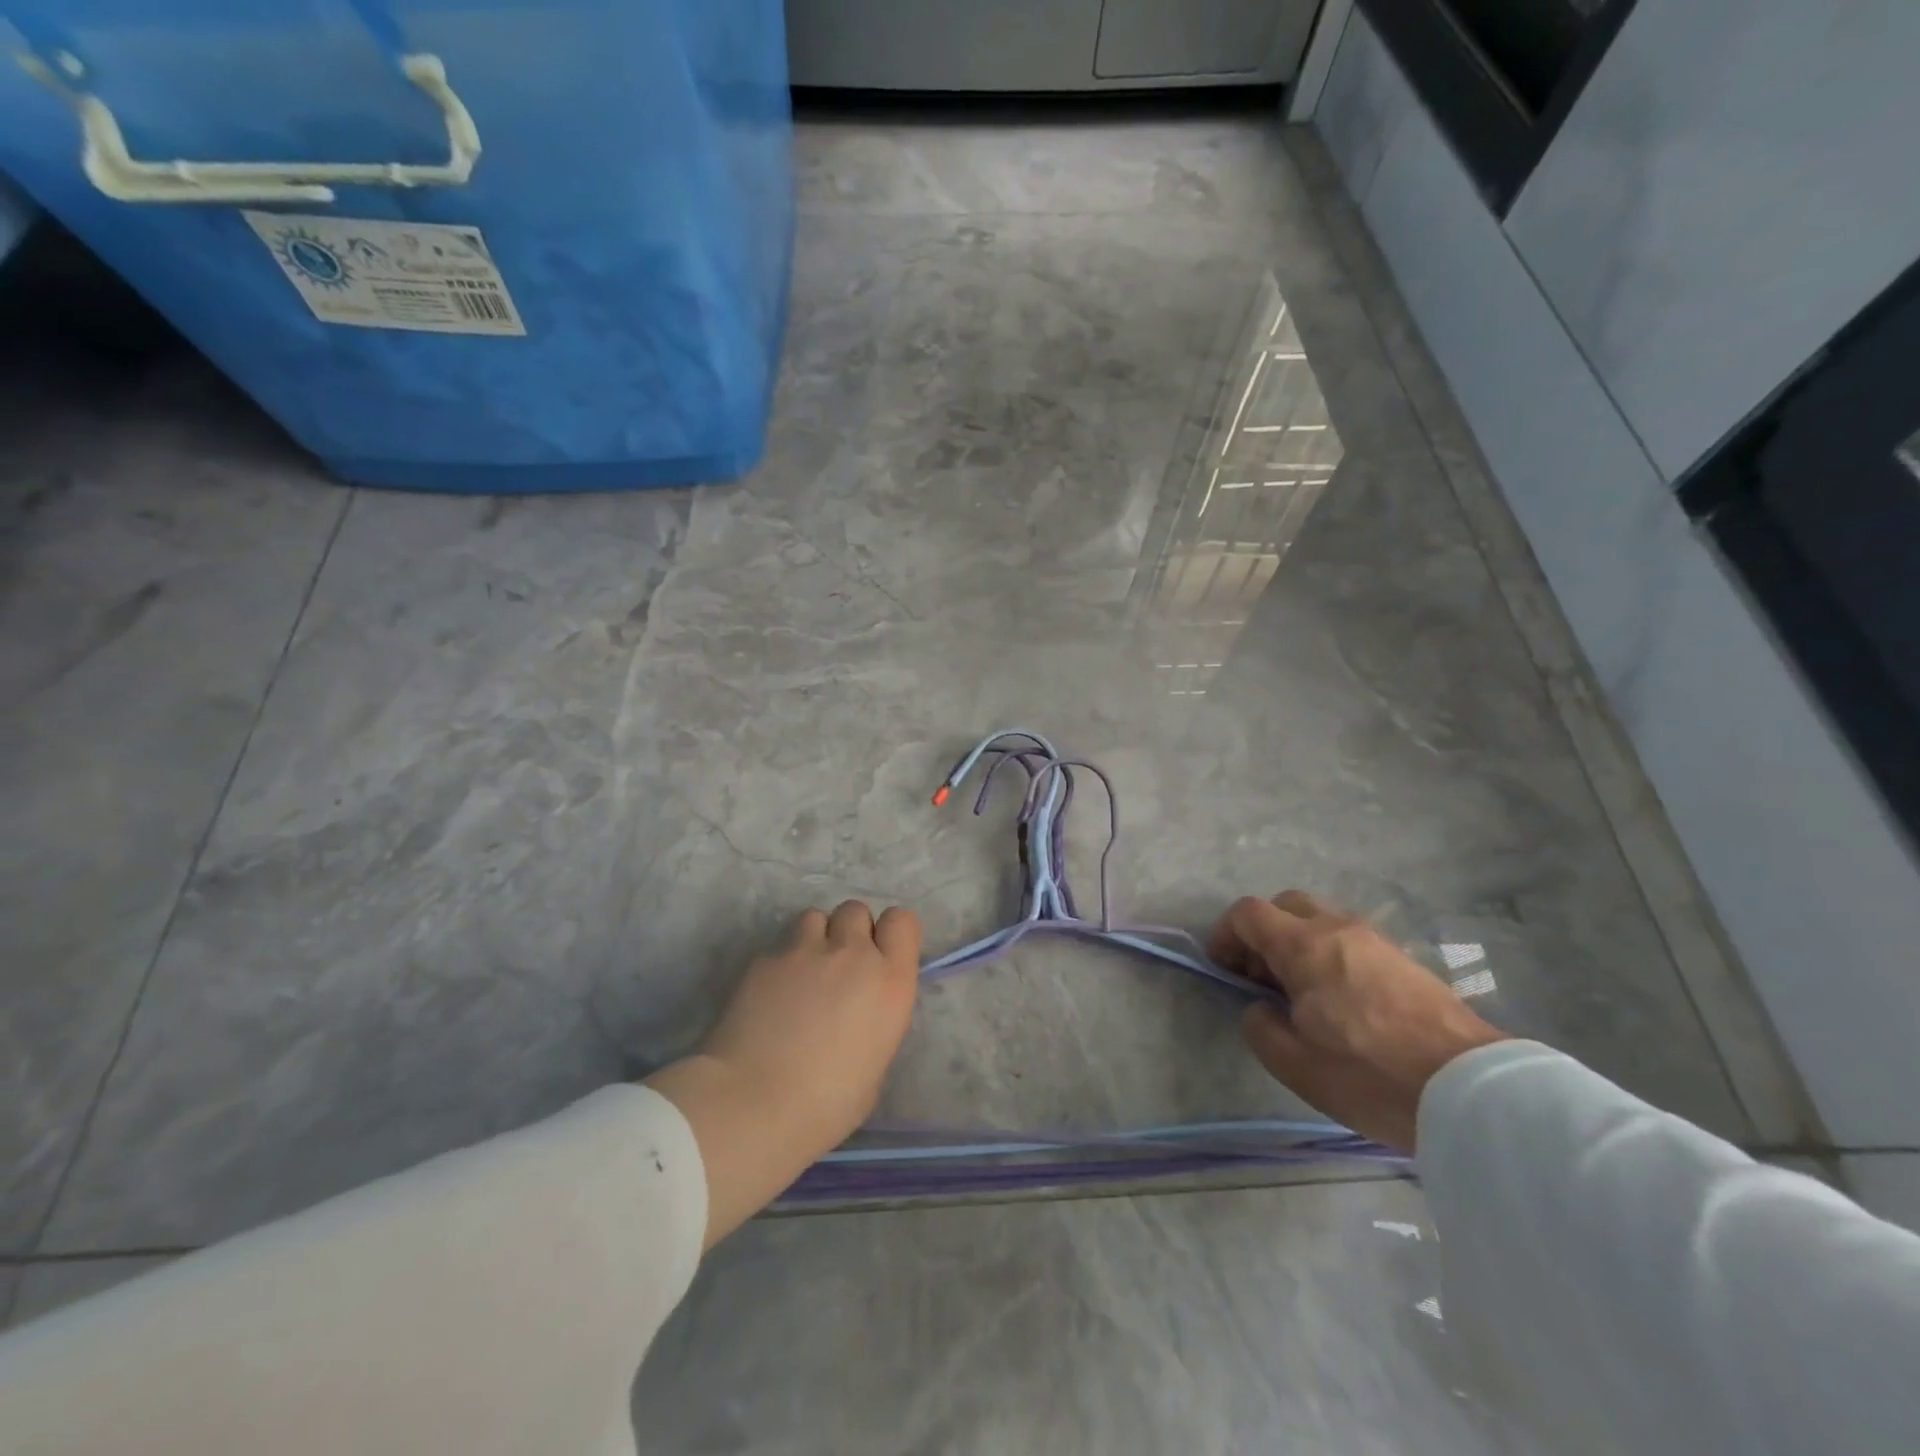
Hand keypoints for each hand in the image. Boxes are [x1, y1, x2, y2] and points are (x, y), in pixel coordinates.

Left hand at [645, 901, 920, 1245]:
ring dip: (814, 939)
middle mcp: (852, 954)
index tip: (879, 957)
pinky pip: (780, 946)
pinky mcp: (764, 959)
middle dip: (849, 932)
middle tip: (838, 968)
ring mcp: (804, 950)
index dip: (889, 934)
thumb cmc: (828, 1104)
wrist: (754, 1103)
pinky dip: (780, 964)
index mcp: (890, 981)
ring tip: (802, 975)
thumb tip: (858, 1013)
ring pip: (815, 918)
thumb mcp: (875, 1064)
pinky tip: (769, 997)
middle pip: (856, 911)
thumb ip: (874, 1021)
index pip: (902, 920)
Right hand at [1210, 891, 1505, 1151]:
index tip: (1225, 970)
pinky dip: (1330, 955)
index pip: (1248, 913)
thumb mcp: (1295, 1064)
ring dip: (1298, 943)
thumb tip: (1260, 1007)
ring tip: (1302, 993)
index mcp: (1303, 946)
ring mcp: (1375, 940)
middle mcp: (1337, 929)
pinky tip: (1341, 1000)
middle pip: (1285, 905)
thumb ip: (1260, 1027)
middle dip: (1263, 933)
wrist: (1474, 1091)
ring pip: (1321, 920)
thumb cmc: (1371, 1074)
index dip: (1226, 935)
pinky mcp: (1404, 959)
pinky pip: (1350, 940)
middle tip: (1261, 977)